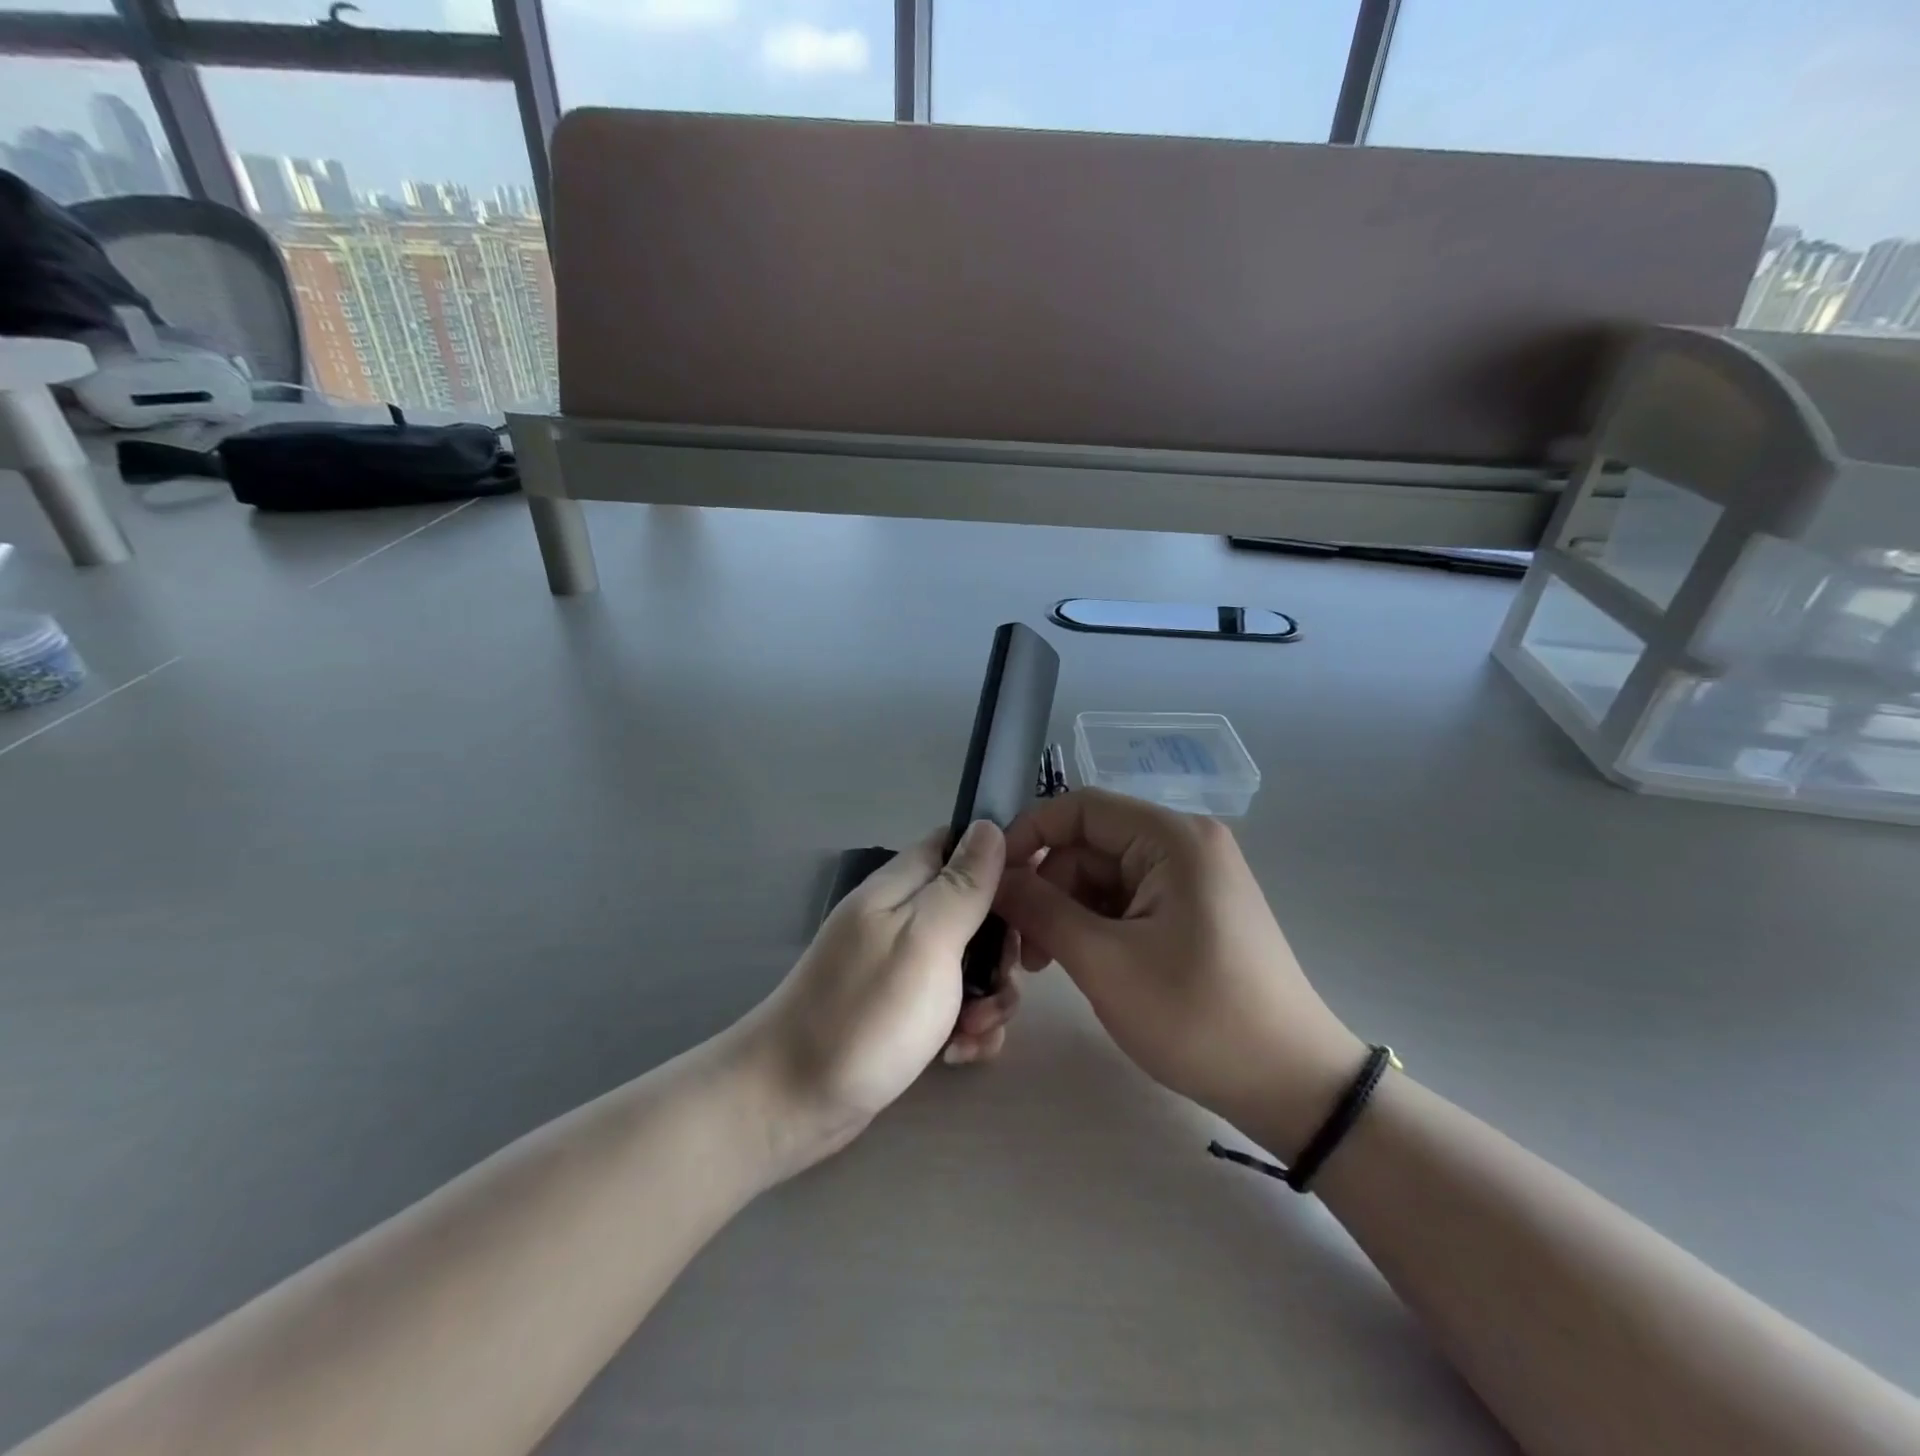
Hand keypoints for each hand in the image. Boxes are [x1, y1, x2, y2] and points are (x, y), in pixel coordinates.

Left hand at [738, 821, 1020, 1174]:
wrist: (792, 1101)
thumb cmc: (866, 1013)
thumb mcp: (925, 939)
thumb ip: (962, 885)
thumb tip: (989, 825)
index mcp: (902, 887)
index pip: (958, 846)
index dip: (1000, 864)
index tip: (1033, 901)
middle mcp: (902, 919)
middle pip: (975, 910)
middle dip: (1001, 950)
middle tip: (998, 985)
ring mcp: (901, 967)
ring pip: (970, 964)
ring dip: (987, 997)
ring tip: (973, 1032)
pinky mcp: (903, 1011)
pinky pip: (952, 1005)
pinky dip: (965, 1028)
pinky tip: (958, 1055)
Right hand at [994, 790, 1363, 1159]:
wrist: (1291, 1084)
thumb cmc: (1197, 1016)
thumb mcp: (1104, 962)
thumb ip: (1040, 909)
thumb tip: (994, 877)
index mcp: (1171, 838)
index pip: (1079, 808)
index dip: (1027, 835)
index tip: (992, 881)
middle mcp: (1183, 844)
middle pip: (1089, 844)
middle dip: (1047, 887)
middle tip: (1023, 947)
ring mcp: (1191, 877)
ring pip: (1103, 875)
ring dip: (1068, 911)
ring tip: (1048, 965)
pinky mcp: (1193, 908)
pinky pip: (1128, 899)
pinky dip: (1096, 925)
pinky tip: (1083, 963)